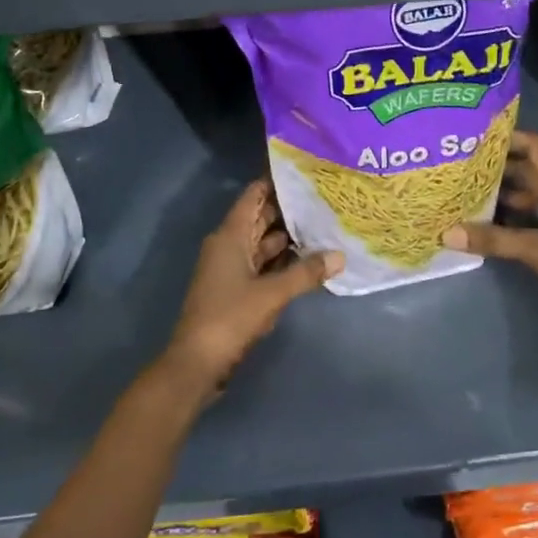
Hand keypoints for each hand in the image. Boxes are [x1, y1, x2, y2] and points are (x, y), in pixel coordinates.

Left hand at [160, 182, 341, 401]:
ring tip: (324, 226)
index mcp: (230, 235)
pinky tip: (308, 261)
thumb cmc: (230, 317)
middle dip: (289, 210)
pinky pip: (262, 266)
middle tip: (325, 199)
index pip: (253, 196)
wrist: (197, 362)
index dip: (276, 183)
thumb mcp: (272, 294)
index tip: (305, 174)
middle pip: (260, 218)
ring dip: (288, 238)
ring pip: (262, 244)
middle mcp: (229, 245)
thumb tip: (340, 255)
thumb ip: (306, 273)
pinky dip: (282, 262)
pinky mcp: (236, 290)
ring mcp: (231, 268)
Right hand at [444, 130, 537, 355]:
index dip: (512, 137)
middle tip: (462, 168)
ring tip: (468, 196)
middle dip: (499, 168)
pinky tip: (490, 228)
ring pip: (532, 198)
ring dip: (504, 196)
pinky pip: (535, 222)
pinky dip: (513, 222)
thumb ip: (495, 240)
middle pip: (531, 172)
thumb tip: (447, 232)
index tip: (479, 136)